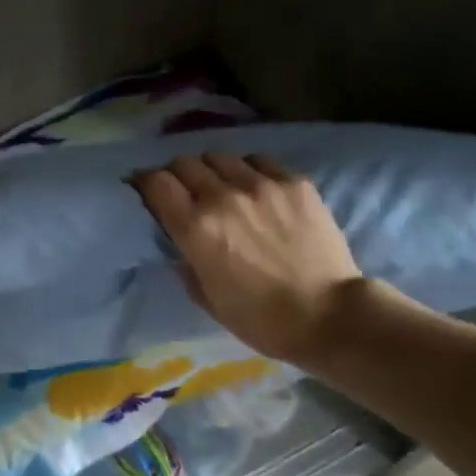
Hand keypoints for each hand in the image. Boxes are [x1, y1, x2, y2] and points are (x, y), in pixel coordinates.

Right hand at [128, 153, 361, 365]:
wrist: (331, 316)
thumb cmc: (263, 319)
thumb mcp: (208, 299)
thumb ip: (185, 263)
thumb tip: (178, 243)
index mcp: (195, 228)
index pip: (155, 182)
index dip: (144, 182)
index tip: (145, 190)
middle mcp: (222, 196)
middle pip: (184, 162)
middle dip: (177, 174)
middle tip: (184, 190)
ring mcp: (260, 184)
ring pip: (220, 155)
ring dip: (212, 169)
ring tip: (222, 185)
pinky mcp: (293, 182)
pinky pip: (259, 161)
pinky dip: (248, 170)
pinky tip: (256, 187)